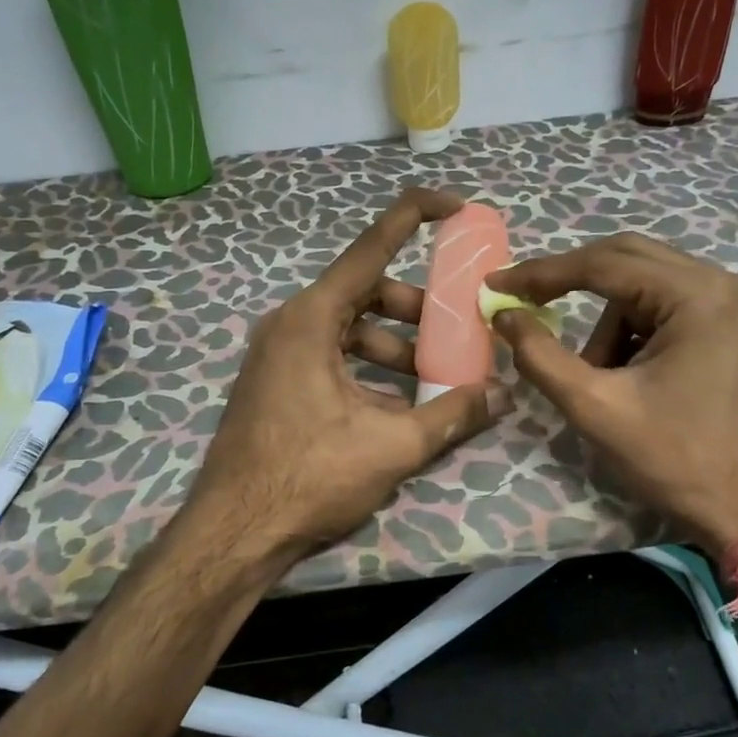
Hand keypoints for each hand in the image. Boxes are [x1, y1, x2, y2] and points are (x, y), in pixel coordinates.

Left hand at [184, 188, 512, 573]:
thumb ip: (452, 413)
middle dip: (415, 309)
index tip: (454, 205)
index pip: (371, 247)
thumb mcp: (391, 445)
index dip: (414, 217)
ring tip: (433, 380)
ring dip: (394, 346)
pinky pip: (330, 356)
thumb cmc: (308, 477)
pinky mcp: (275, 381)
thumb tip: (504, 393)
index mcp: (311, 318)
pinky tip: (397, 407)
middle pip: (364, 291)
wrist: (233, 532)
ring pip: (348, 328)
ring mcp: (278, 353)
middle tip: (455, 333)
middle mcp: (290, 323)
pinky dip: (367, 369)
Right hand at [487, 235, 737, 550]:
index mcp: (695, 295)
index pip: (602, 264)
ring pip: (642, 288)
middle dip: (570, 283)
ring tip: (597, 378)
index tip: (496, 284)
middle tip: (525, 304)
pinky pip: (663, 309)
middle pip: (625, 259)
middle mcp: (719, 284)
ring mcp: (730, 304)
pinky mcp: (729, 328)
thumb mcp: (596, 408)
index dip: (541, 273)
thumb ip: (541, 356)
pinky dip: (631, 333)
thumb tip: (504, 315)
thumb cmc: (678, 460)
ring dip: (607, 324)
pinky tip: (626, 377)